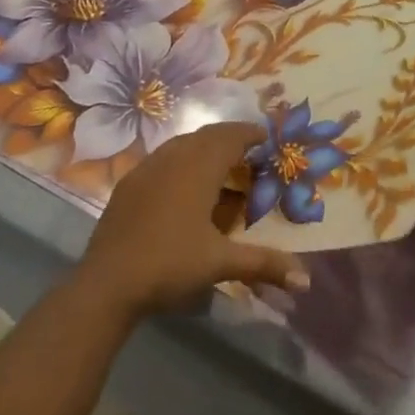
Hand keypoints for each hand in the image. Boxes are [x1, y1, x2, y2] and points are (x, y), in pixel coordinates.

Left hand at [78, 123, 311, 315]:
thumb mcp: (220, 263)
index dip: (250, 133)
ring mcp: (148, 167)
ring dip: (205, 146)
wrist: (108, 281)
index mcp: (198, 168)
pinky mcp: (130, 182)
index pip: (230, 137)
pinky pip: (163, 158)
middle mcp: (174, 157)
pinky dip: (182, 159)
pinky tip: (183, 182)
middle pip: (207, 135)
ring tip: (220, 163)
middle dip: (230, 137)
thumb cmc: (169, 264)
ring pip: (183, 143)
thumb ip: (263, 264)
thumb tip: (306, 280)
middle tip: (249, 150)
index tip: (267, 136)